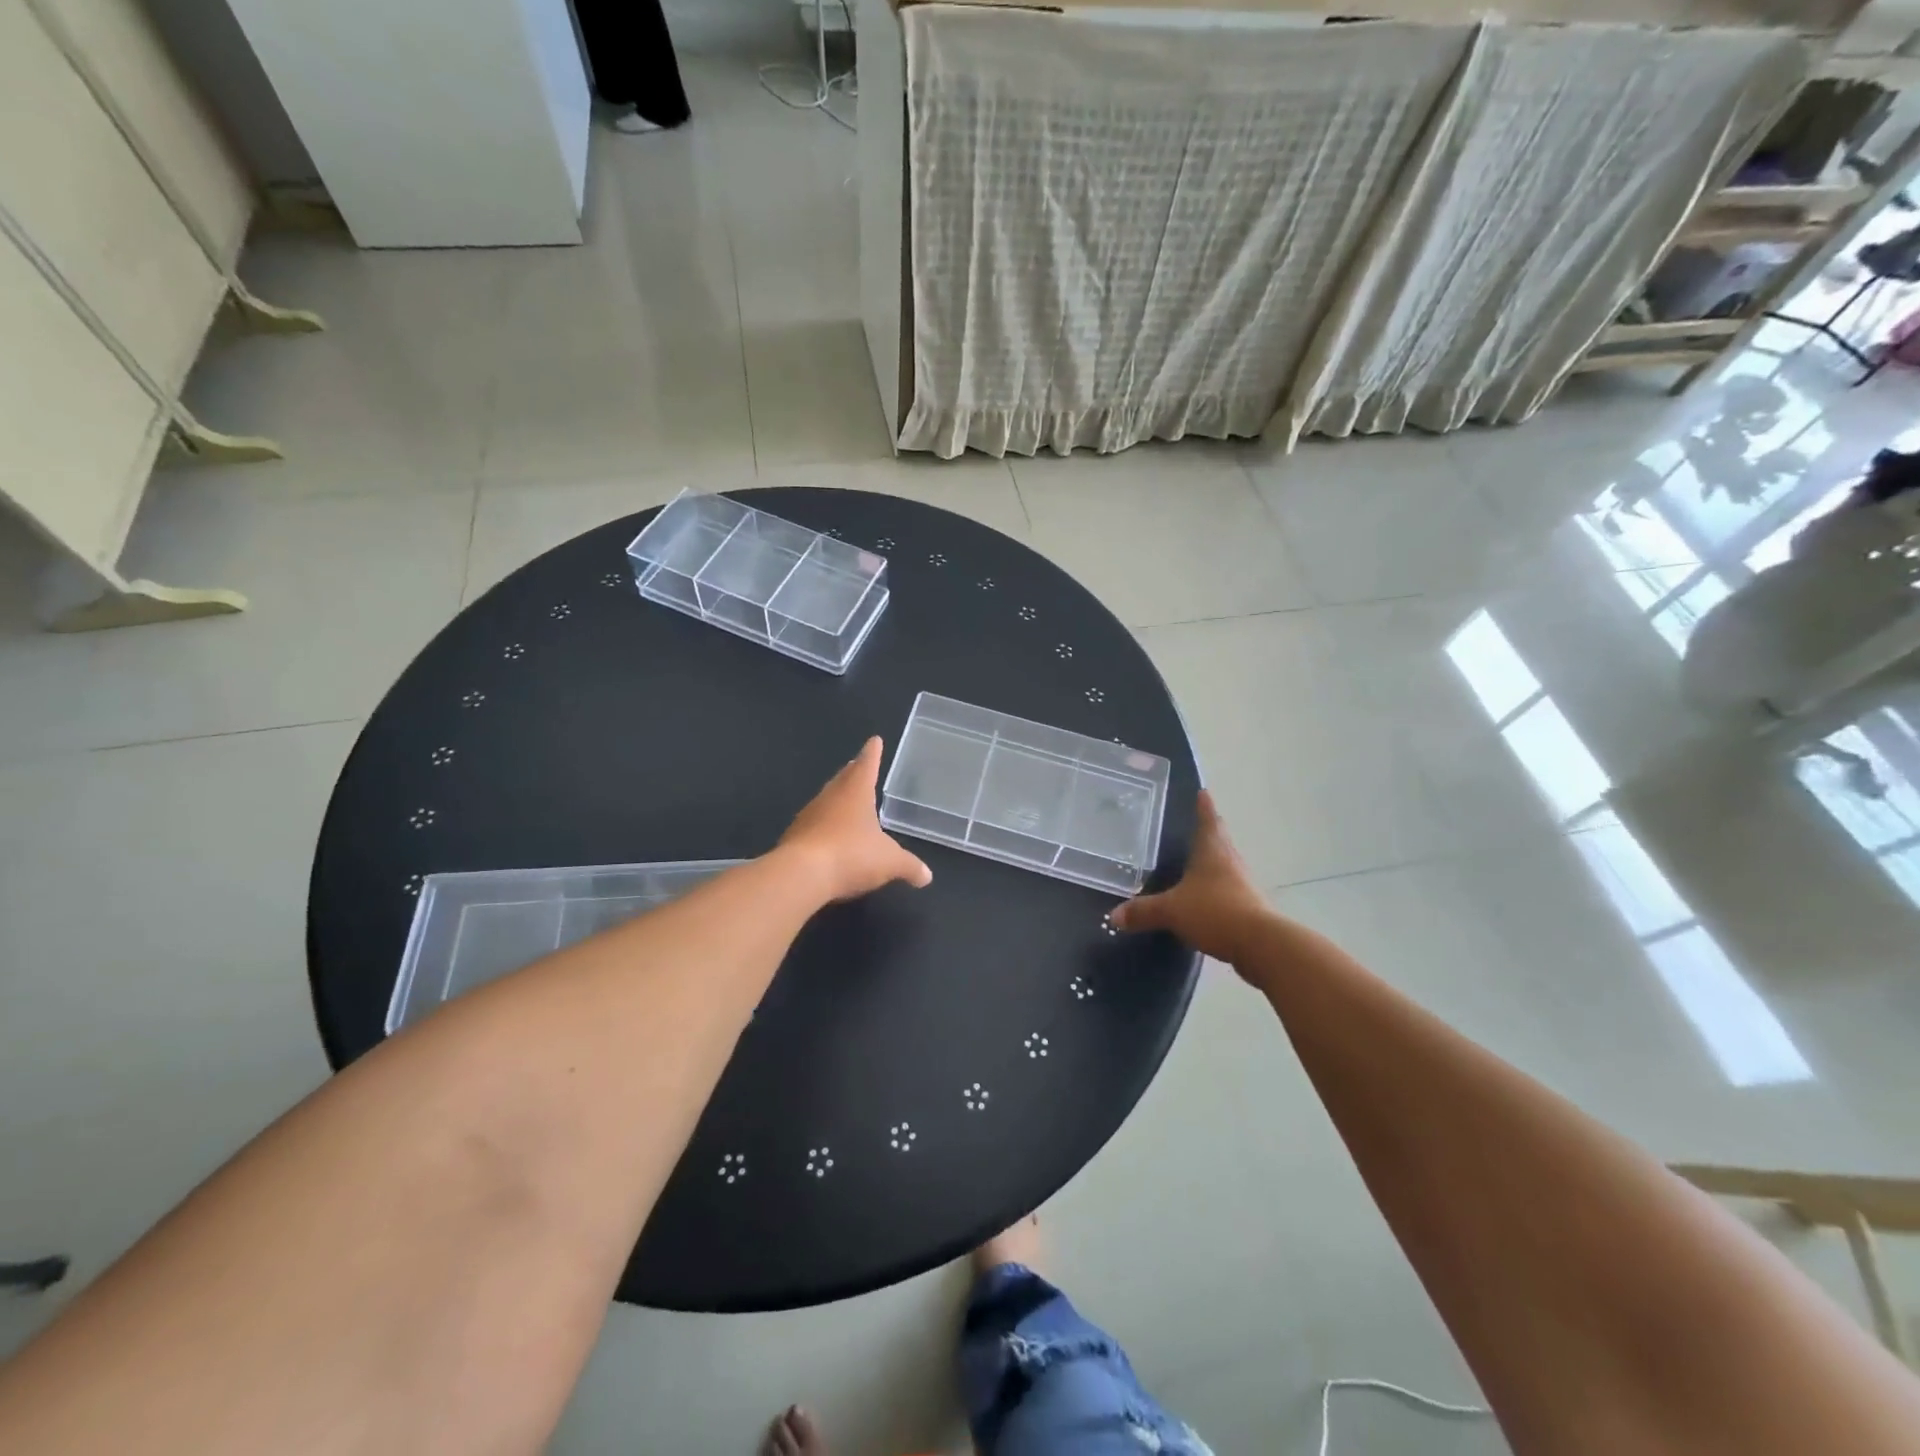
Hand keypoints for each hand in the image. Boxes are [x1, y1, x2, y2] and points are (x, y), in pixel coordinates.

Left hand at [778, 737, 932, 902]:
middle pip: (844, 778)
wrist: (800, 875)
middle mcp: (831, 796)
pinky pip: (814, 824)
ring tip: (846, 799)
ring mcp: (809, 815)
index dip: (873, 753)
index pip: (867, 764)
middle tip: (859, 766)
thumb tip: (927, 876)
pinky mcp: (795, 836)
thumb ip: (909, 866)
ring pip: (827, 799)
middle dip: (853, 772)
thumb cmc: (851, 855)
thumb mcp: (889, 862)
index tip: (874, 740)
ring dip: (837, 798)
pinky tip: (829, 836)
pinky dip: (824, 825)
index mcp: (856, 792)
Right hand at [1111, 791, 1268, 963]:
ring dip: (1214, 859)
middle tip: (1197, 822)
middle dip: (1210, 830)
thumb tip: (1114, 916)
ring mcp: (1243, 884)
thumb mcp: (1171, 910)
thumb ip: (1143, 911)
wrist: (1260, 944)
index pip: (1208, 820)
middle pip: (1220, 839)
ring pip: (1226, 864)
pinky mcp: (1249, 907)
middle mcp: (1230, 861)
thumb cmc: (1214, 912)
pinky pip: (1229, 889)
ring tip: (1198, 859)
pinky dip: (1217, 887)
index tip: (1203, 793)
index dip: (1204, 806)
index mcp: (1212, 851)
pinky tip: (1206, 897)